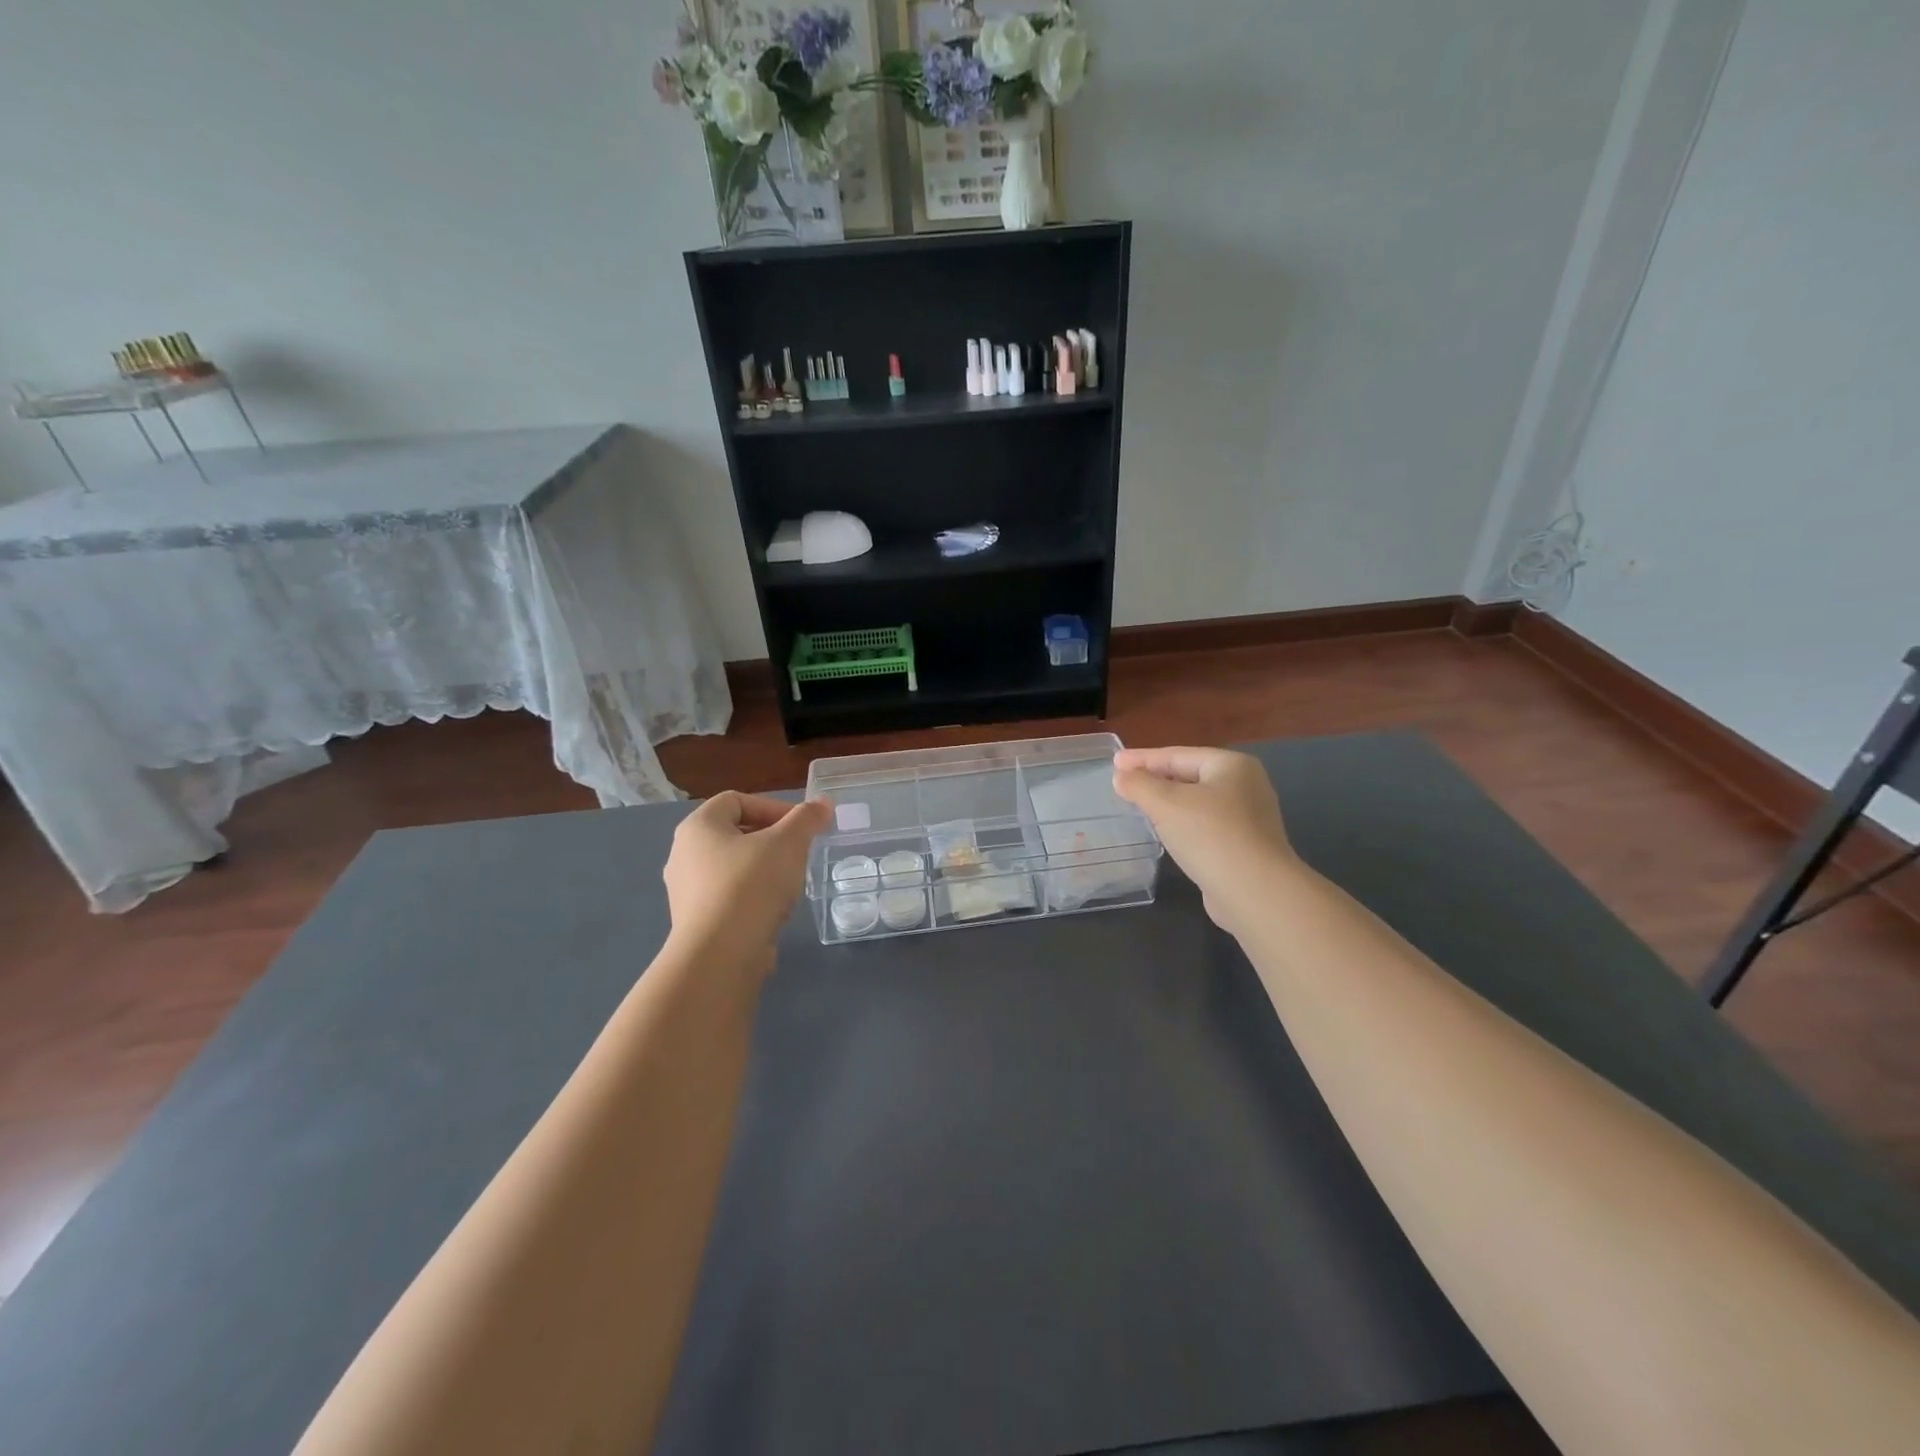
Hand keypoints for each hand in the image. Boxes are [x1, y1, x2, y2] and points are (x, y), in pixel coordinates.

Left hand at [662, 792, 831, 973]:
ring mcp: (686, 890)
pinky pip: (729, 896)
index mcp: (698, 826)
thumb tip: (823, 804)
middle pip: (735, 833)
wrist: (720, 955)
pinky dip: (753, 896)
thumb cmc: (751, 885)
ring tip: (790, 882)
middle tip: (799, 853)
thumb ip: (807, 818)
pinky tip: (773, 909)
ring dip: (764, 869)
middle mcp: (684, 854)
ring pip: (733, 866)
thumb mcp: (788, 843)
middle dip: (772, 839)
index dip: (772, 807)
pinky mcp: (696, 921)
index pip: (736, 800)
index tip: (800, 828)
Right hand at [1112, 747, 1295, 934]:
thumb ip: (1139, 785)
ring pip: (1196, 802)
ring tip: (1139, 804)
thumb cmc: (1210, 836)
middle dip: (1155, 779)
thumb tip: (1121, 776)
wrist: (1255, 892)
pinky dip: (1181, 823)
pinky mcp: (1244, 846)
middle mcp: (1245, 785)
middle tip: (1123, 782)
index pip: (1177, 755)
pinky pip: (1204, 825)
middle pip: (1189, 775)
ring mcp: (1249, 817)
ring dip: (1167, 802)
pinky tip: (1165, 832)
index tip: (1114, 762)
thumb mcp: (1166, 803)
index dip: (1142, 758)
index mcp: (1231, 765)